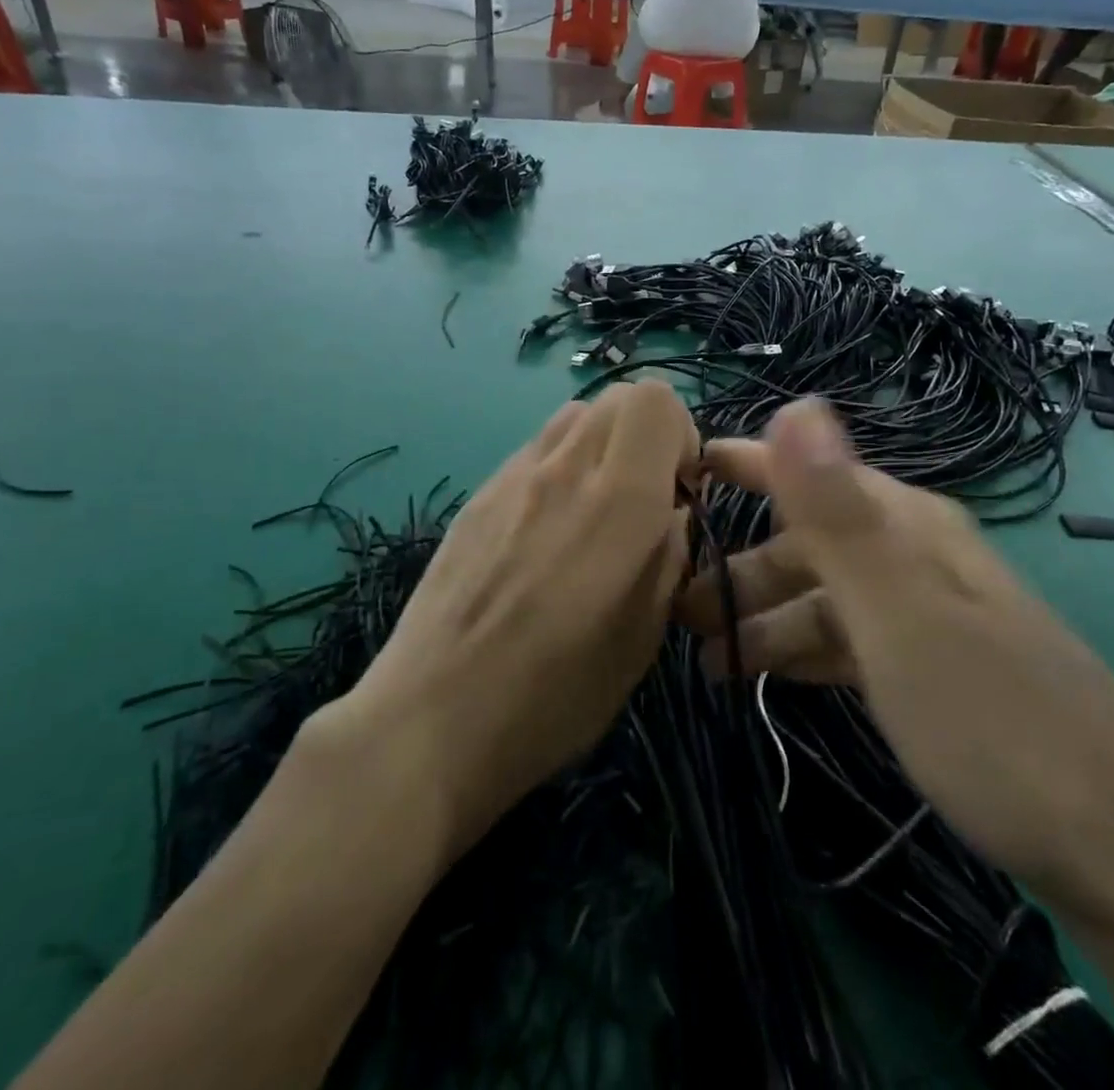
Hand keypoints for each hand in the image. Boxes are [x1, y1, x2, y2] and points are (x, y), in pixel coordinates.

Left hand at [350, 380, 698, 859]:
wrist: (432, 717)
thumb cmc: (553, 695)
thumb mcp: (641, 639)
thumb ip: (668, 557)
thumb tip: (671, 514)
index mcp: (619, 503)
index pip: (656, 400)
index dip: (681, 434)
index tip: (677, 492)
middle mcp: (566, 469)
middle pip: (619, 395)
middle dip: (647, 434)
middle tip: (644, 497)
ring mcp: (514, 476)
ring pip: (576, 414)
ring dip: (602, 444)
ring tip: (595, 509)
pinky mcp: (479, 493)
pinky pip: (536, 449)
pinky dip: (561, 465)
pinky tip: (547, 530)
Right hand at [678, 398, 1113, 898]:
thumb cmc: (992, 720)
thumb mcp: (899, 612)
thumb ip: (837, 511)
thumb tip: (797, 402)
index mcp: (906, 525)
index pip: (807, 471)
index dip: (745, 465)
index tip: (681, 471)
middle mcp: (915, 556)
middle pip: (808, 542)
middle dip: (738, 564)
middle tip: (671, 604)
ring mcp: (927, 615)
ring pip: (824, 597)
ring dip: (763, 617)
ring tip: (704, 657)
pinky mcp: (934, 671)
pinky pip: (848, 642)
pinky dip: (802, 652)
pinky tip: (768, 679)